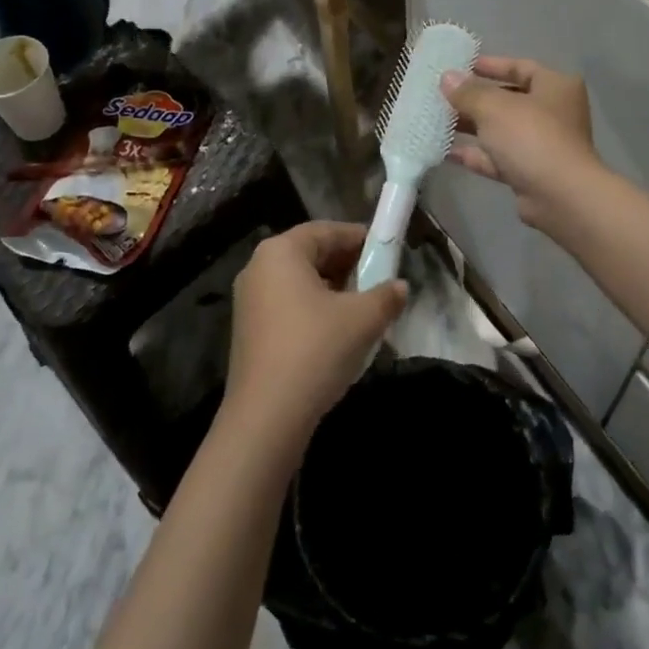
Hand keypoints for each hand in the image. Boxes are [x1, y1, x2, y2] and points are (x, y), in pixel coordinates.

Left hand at [225, 222, 408, 442]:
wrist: (267, 416)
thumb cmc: (315, 349)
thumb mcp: (362, 319)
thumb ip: (386, 296)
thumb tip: (400, 287)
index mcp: (281, 251)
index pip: (326, 231)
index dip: (359, 239)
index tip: (387, 251)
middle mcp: (259, 268)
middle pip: (311, 254)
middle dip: (347, 265)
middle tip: (378, 280)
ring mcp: (249, 301)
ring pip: (299, 282)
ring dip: (333, 289)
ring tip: (363, 308)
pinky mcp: (249, 331)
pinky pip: (288, 305)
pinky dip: (314, 309)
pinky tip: (337, 332)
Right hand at [442, 57, 600, 229]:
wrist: (560, 196)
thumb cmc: (531, 136)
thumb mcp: (494, 107)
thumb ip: (468, 92)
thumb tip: (447, 77)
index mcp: (555, 86)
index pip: (520, 67)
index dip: (491, 65)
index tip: (461, 66)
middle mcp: (553, 113)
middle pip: (508, 100)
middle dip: (474, 99)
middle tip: (442, 95)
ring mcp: (542, 145)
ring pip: (500, 130)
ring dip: (471, 126)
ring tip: (436, 121)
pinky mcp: (530, 172)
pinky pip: (497, 157)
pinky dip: (474, 154)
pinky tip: (443, 151)